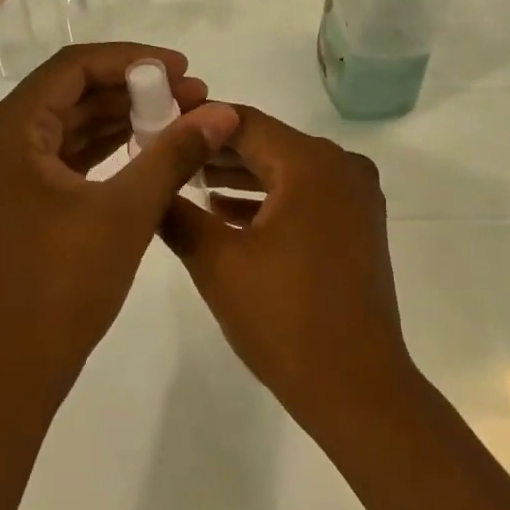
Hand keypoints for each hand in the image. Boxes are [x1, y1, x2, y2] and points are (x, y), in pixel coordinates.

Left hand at [0, 43, 238, 403]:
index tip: (182, 70)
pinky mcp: (16, 197)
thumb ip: (174, 153)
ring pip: (69, 121)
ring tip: (179, 119)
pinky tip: (146, 147)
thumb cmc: (64, 284)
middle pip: (71, 91)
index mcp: (8, 131)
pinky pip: (63, 153)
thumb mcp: (128, 211)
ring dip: (121, 117)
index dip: (132, 59)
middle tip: (190, 96)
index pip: (74, 67)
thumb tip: (222, 111)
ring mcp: (3, 171)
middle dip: (133, 89)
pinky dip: (104, 146)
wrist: (14, 370)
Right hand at [160, 107, 417, 432]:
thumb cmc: (284, 319)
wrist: (357, 388)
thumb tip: (150, 181)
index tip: (158, 130)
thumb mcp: (217, 262)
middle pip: (267, 143)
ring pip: (286, 170)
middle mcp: (341, 166)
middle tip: (167, 157)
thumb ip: (177, 213)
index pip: (243, 122)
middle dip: (216, 151)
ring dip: (240, 177)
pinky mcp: (359, 223)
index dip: (197, 123)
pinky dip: (269, 199)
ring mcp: (356, 195)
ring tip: (188, 183)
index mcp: (311, 163)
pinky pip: (306, 194)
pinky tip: (227, 214)